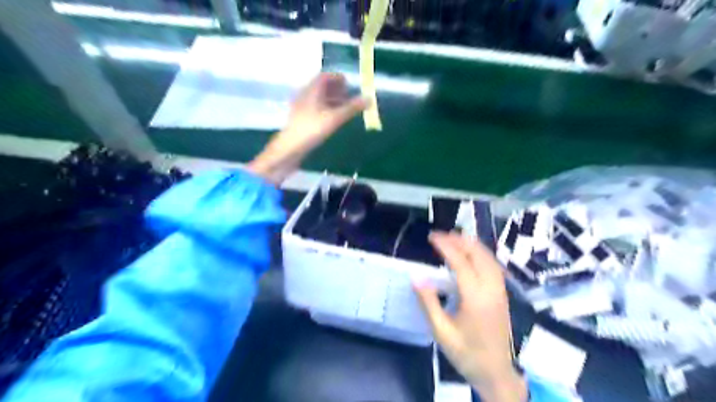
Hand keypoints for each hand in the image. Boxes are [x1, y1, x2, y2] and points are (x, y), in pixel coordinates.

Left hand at [247, 72, 369, 182]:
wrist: (289, 149)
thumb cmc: (311, 130)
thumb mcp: (334, 118)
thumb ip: (352, 108)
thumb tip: (370, 98)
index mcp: (311, 90)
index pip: (324, 76)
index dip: (337, 78)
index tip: (349, 83)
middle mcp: (305, 95)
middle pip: (321, 87)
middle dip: (336, 90)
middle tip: (349, 96)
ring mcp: (301, 108)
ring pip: (318, 99)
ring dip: (331, 100)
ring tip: (344, 108)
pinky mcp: (300, 120)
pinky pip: (315, 108)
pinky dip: (326, 109)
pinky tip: (332, 119)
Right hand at [415, 233, 523, 401]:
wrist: (496, 373)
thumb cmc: (466, 354)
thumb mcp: (441, 331)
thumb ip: (429, 302)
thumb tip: (416, 277)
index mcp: (476, 298)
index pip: (461, 262)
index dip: (446, 246)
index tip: (432, 237)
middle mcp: (491, 289)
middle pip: (478, 254)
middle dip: (459, 240)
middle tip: (440, 235)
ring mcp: (500, 291)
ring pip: (489, 258)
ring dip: (471, 244)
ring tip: (453, 238)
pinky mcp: (502, 294)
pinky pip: (493, 265)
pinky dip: (481, 253)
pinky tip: (471, 254)